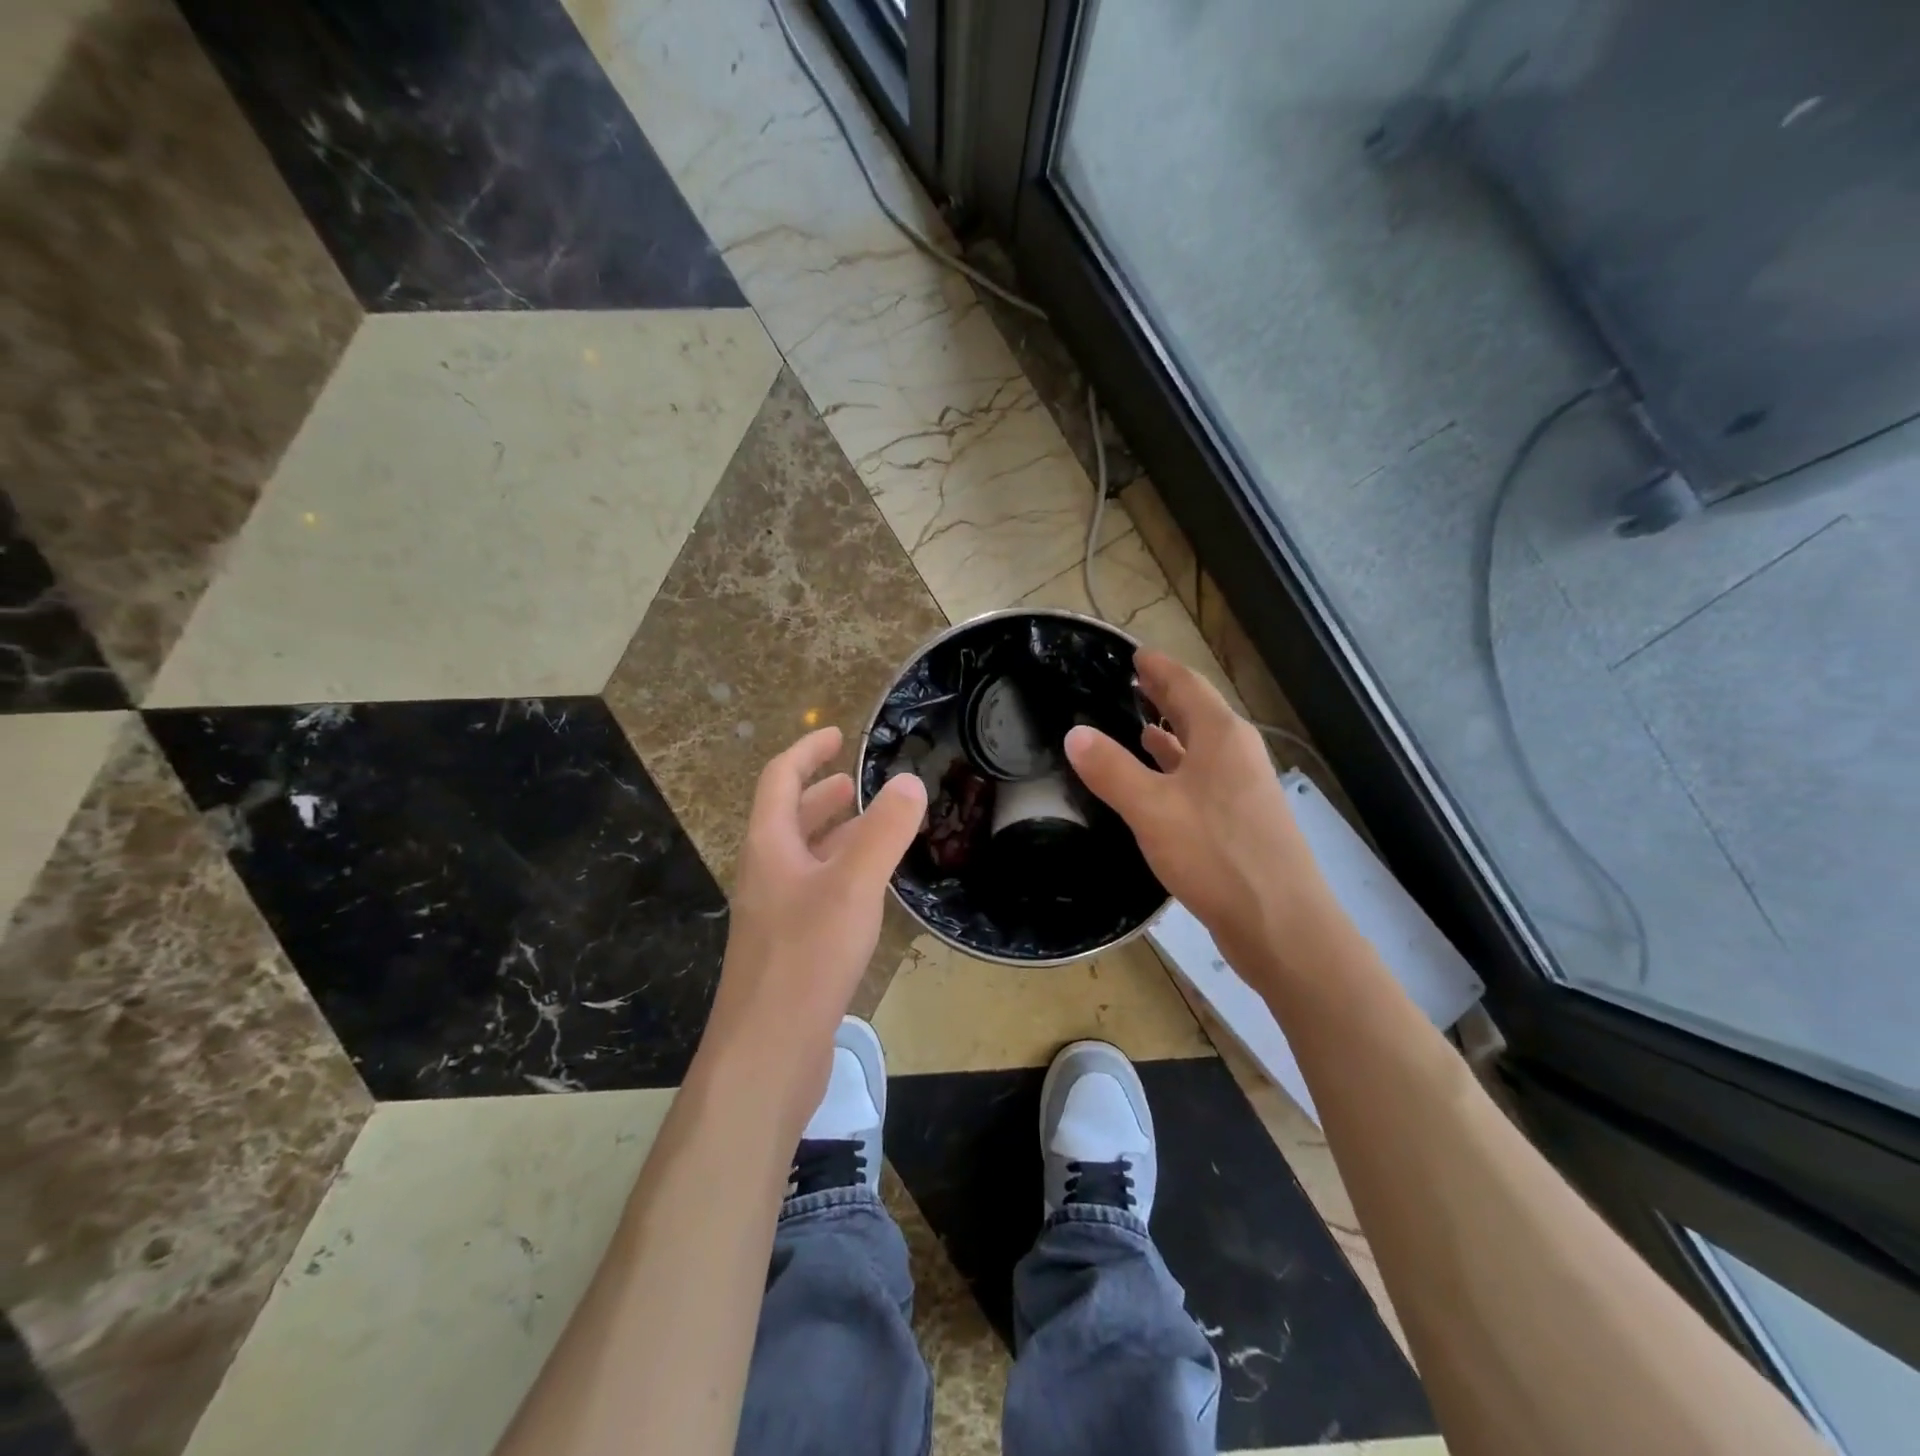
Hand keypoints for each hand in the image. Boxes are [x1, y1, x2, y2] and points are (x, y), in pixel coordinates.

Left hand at [699, 727, 926, 1122]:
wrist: (766, 1055)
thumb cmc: (805, 959)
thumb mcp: (852, 886)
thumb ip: (883, 832)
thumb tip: (909, 781)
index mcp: (769, 849)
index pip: (779, 780)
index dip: (806, 751)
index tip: (837, 735)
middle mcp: (767, 876)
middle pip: (789, 819)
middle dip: (821, 795)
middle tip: (856, 783)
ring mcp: (776, 916)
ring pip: (806, 859)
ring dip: (835, 835)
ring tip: (874, 828)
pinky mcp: (792, 950)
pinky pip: (818, 894)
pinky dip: (843, 875)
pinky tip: (871, 891)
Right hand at [1065, 650, 1335, 980]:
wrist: (1281, 925)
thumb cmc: (1216, 856)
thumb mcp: (1151, 809)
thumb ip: (1111, 769)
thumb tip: (1074, 734)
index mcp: (1221, 737)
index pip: (1186, 684)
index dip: (1158, 668)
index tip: (1134, 655)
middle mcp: (1238, 754)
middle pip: (1199, 712)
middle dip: (1166, 696)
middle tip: (1133, 682)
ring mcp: (1245, 789)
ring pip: (1202, 748)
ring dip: (1173, 734)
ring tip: (1140, 725)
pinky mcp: (1243, 822)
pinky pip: (1204, 779)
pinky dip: (1179, 770)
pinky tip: (1162, 783)